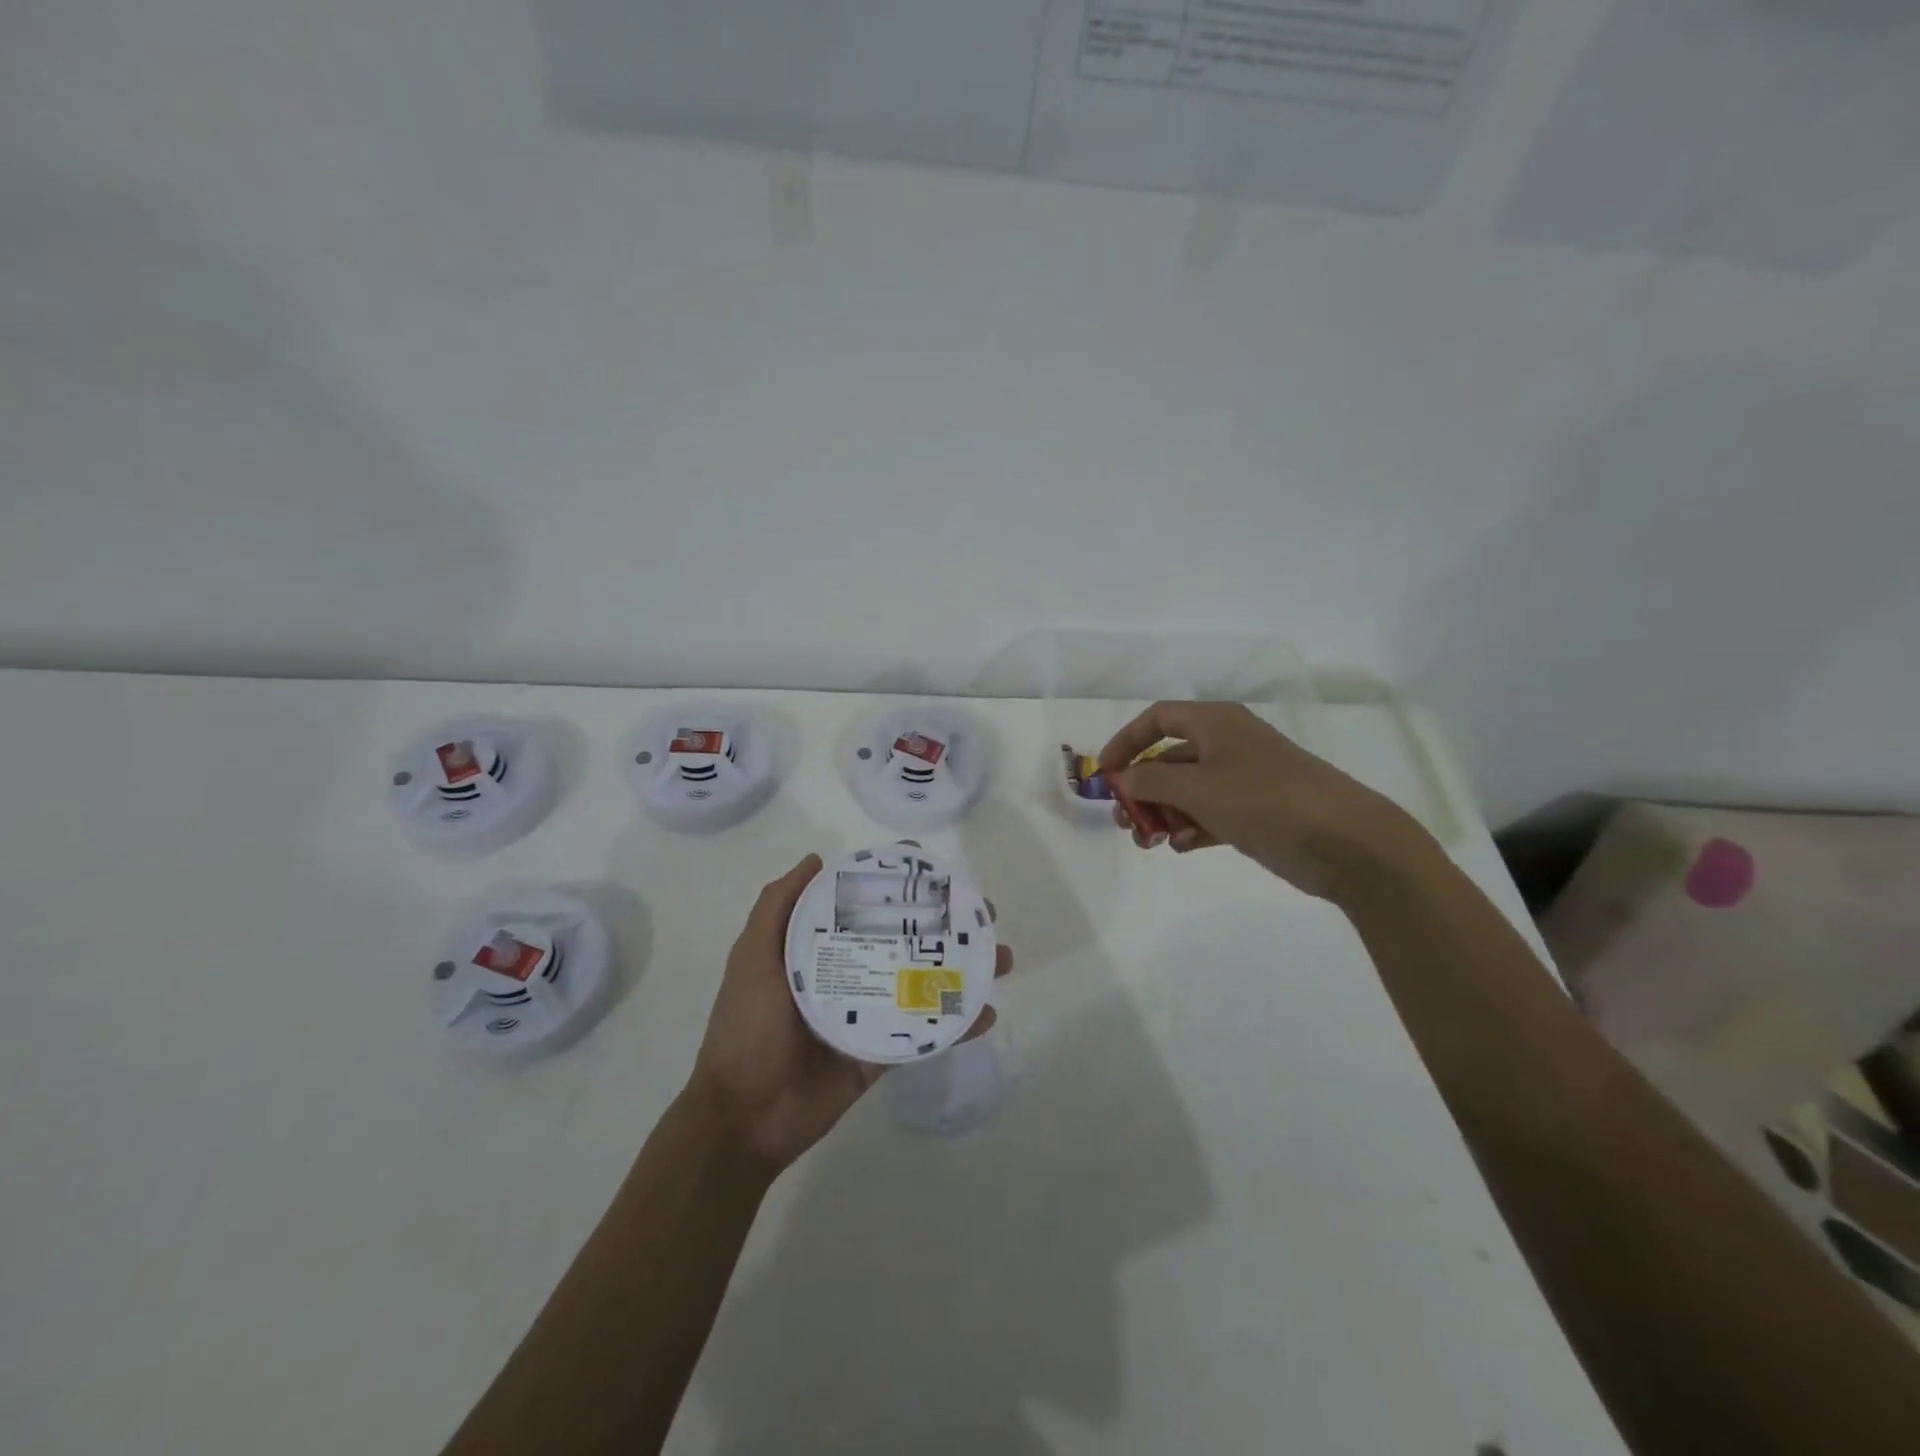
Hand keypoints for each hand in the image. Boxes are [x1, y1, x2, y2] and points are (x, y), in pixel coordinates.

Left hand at [687, 853, 1013, 1173]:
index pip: (865, 906)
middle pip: (905, 939)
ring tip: (1000, 956)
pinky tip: (986, 1010)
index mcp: (820, 949)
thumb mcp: (752, 959)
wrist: (743, 1119)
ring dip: (963, 968)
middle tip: (984, 913)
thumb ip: (776, 908)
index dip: (899, 886)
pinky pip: (925, 1033)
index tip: (934, 868)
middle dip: (946, 924)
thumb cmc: (746, 1029)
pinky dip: (957, 1023)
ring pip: (923, 982)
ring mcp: (870, 1014)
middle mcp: (850, 973)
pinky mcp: (882, 1053)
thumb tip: (816, 860)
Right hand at [1099, 701, 1424, 901]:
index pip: (1157, 718)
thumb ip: (1150, 781)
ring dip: (1163, 813)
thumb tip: (1122, 777)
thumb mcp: (1197, 788)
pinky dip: (1192, 827)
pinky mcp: (1256, 811)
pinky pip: (1210, 812)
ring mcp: (1243, 778)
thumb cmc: (1264, 800)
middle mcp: (1227, 744)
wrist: (1345, 840)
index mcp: (1215, 723)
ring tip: (1150, 841)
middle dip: (1142, 788)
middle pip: (1169, 758)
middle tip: (1125, 819)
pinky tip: (1183, 847)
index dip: (1126, 742)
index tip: (1105, 774)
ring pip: (1187, 790)